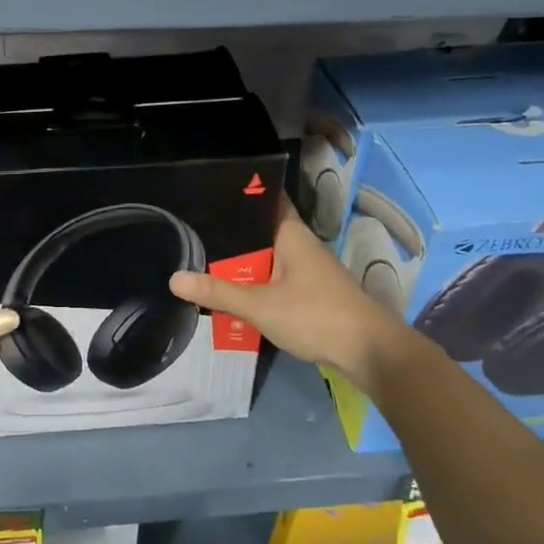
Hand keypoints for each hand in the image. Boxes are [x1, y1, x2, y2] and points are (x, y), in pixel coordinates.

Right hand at [168, 201, 419, 388]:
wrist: (370, 352)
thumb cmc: (316, 315)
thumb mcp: (260, 305)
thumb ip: (218, 292)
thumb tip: (173, 279)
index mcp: (291, 233)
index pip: (265, 199)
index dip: (239, 193)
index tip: (208, 190)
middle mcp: (300, 244)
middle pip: (261, 229)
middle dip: (231, 231)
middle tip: (192, 227)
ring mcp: (308, 268)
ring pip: (268, 255)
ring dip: (243, 259)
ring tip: (203, 254)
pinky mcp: (312, 291)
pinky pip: (276, 276)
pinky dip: (256, 279)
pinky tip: (234, 288)